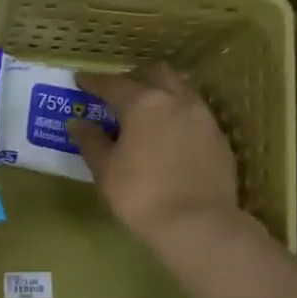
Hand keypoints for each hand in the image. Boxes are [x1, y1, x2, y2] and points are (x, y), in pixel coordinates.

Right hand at [69, 65, 254, 255]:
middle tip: (118, 93)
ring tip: (146, 110)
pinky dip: (178, 114)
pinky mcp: (218, 137)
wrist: (198, 223)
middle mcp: (176, 100)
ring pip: (180, 89)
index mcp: (143, 103)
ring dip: (161, 92)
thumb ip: (90, 141)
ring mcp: (203, 116)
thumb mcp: (105, 170)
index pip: (113, 83)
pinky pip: (195, 112)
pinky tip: (169, 134)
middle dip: (134, 78)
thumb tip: (77, 122)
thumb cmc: (141, 195)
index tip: (81, 80)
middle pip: (155, 74)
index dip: (94, 81)